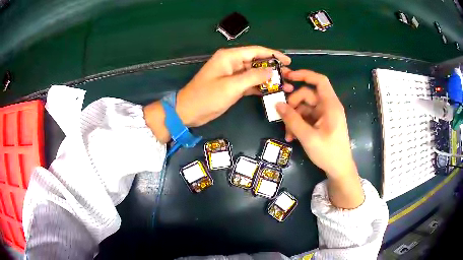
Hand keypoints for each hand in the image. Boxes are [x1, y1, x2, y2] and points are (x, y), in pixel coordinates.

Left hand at [176, 46, 291, 126]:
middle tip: (290, 76)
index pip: (256, 51)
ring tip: (286, 86)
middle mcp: (232, 63)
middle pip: (257, 62)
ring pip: (255, 74)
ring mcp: (233, 75)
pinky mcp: (233, 86)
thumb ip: (253, 76)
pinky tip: (273, 92)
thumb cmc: (207, 97)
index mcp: (230, 57)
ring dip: (269, 80)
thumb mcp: (232, 86)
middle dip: (274, 69)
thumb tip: (272, 71)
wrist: (189, 112)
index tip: (288, 61)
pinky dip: (260, 88)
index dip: (274, 55)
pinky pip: (250, 84)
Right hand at [276, 69, 363, 208]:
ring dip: (294, 118)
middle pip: (307, 95)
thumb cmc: (328, 153)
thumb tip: (277, 105)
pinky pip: (306, 117)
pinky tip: (292, 136)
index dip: (304, 75)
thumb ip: (292, 120)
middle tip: (282, 116)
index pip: (319, 81)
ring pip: (304, 107)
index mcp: (330, 105)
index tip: (288, 77)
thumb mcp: (308, 137)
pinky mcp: (321, 123)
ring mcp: (324, 115)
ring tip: (287, 133)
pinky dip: (298, 124)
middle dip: (293, 104)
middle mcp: (328, 107)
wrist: (339, 170)